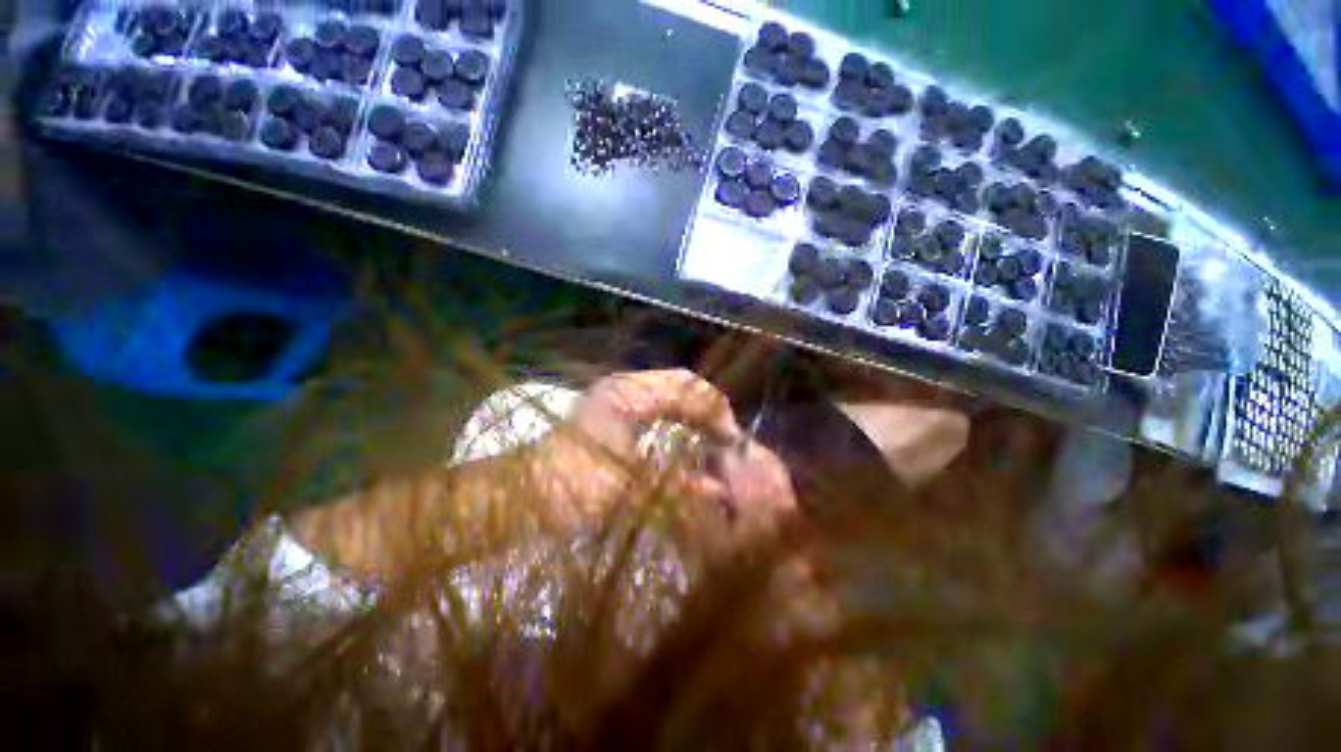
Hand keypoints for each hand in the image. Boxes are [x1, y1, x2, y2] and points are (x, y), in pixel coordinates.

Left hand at [533, 370, 797, 539]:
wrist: (520, 500)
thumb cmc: (573, 487)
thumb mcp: (632, 487)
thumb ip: (680, 485)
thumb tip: (723, 490)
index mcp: (629, 393)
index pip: (686, 386)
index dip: (714, 409)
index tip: (732, 441)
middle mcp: (626, 390)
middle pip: (681, 388)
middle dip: (708, 413)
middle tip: (727, 443)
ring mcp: (619, 403)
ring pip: (671, 400)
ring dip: (694, 420)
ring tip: (714, 445)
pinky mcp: (615, 420)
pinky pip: (658, 415)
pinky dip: (678, 428)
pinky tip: (688, 449)